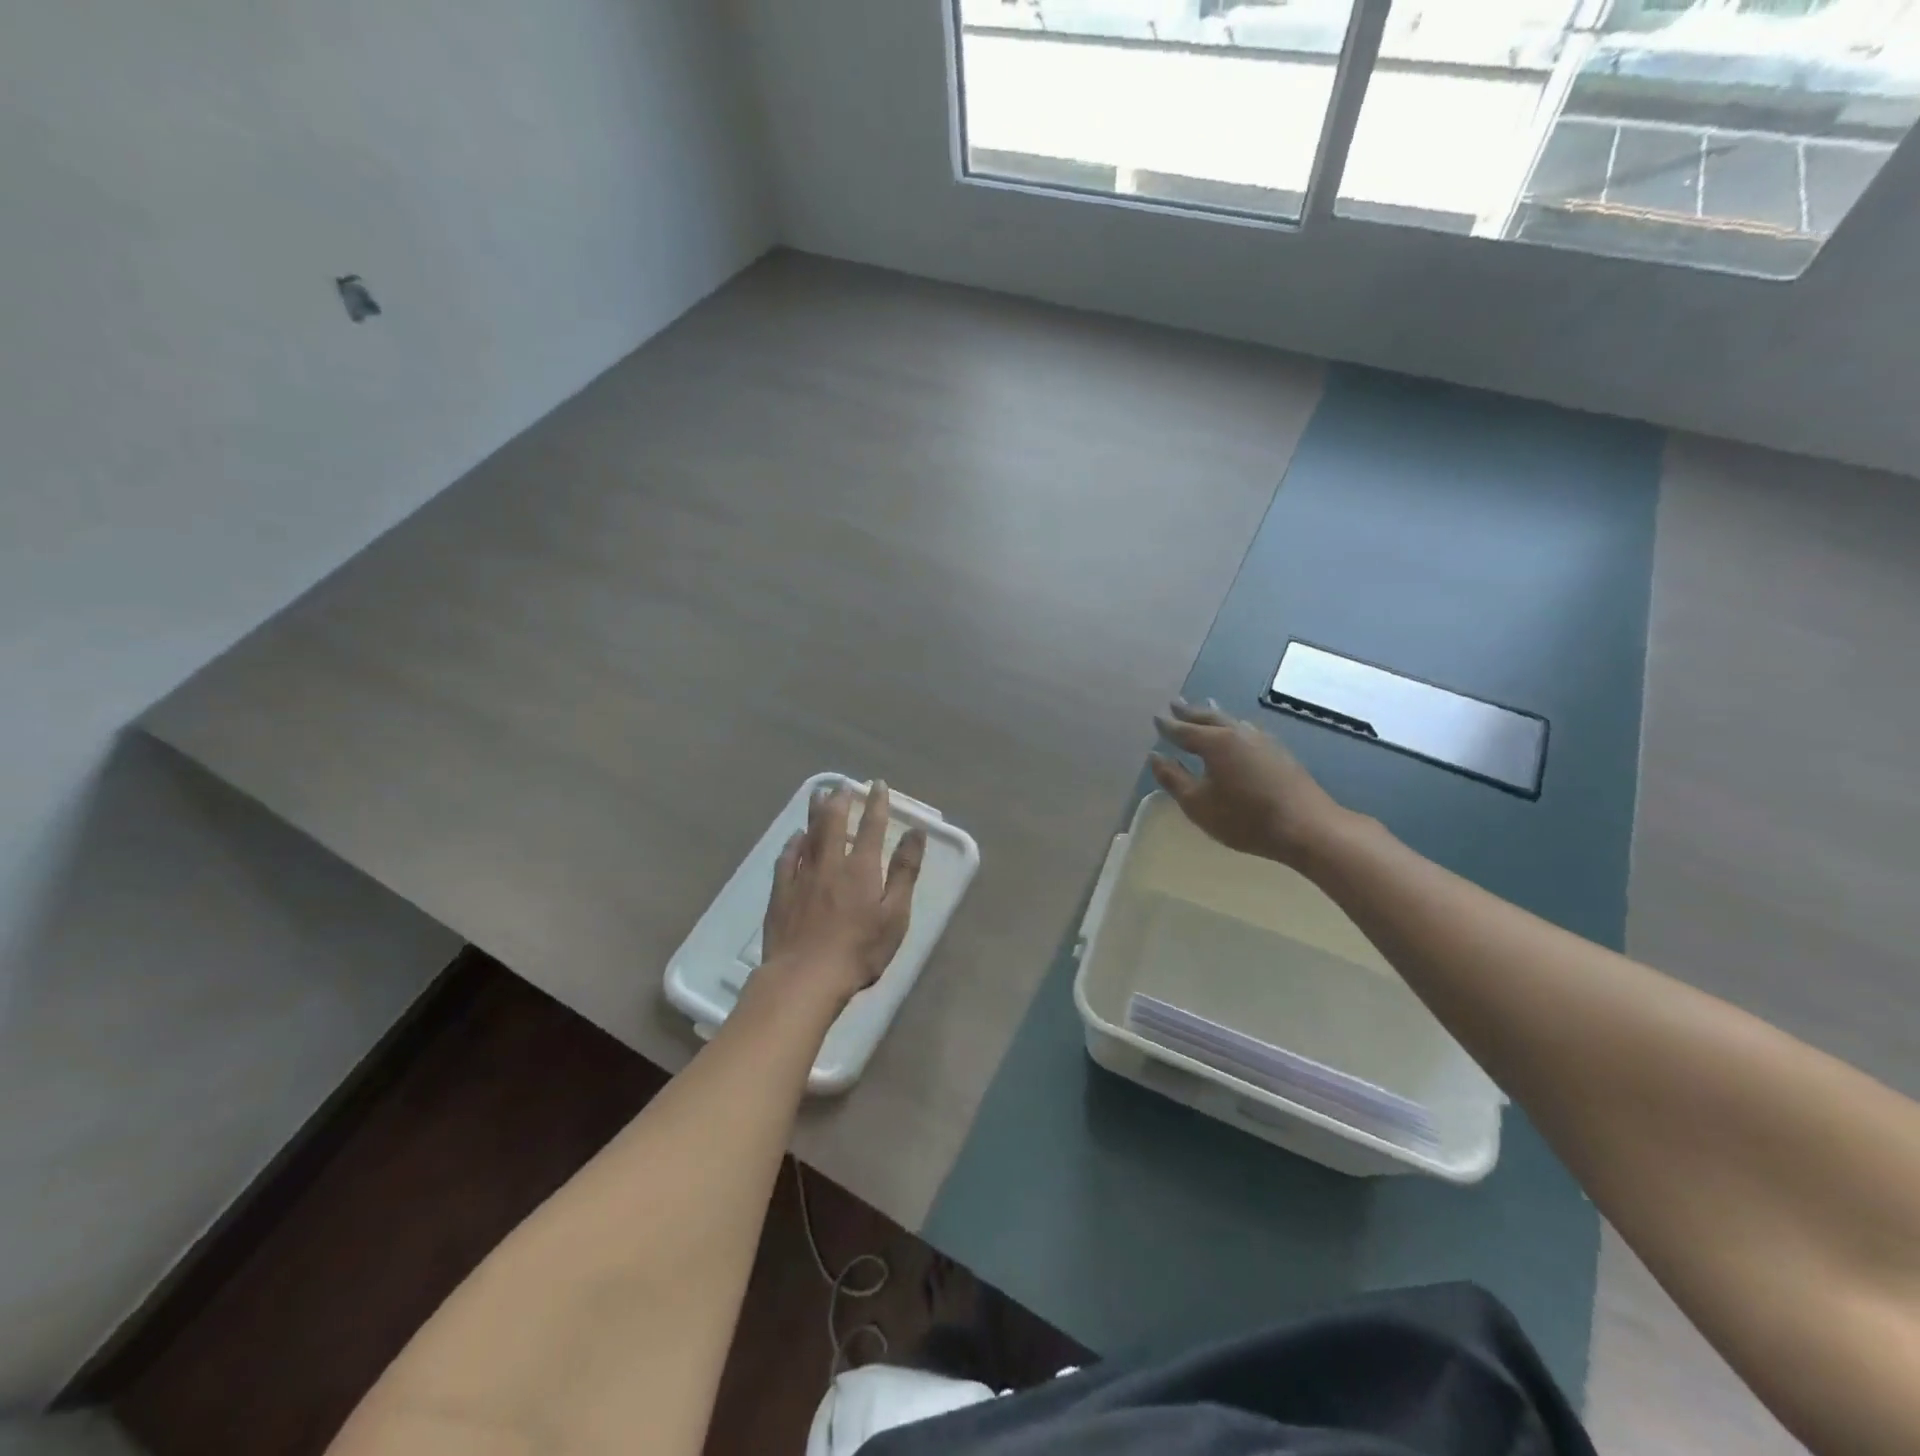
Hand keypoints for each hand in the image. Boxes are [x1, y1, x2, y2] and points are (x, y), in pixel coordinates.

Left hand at [758, 782, 926, 1008]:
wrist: (805, 977)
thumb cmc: (859, 951)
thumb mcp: (895, 915)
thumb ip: (904, 872)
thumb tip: (916, 833)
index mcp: (861, 868)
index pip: (871, 826)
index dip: (876, 804)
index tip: (878, 785)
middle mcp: (830, 863)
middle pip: (834, 822)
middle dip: (840, 801)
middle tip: (842, 785)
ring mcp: (802, 877)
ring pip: (809, 834)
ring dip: (815, 812)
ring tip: (819, 794)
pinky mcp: (781, 893)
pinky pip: (786, 858)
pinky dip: (793, 843)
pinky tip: (795, 837)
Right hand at [1149, 699, 1347, 867]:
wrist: (1307, 827)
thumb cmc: (1244, 818)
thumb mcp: (1198, 804)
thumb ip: (1174, 779)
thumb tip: (1155, 757)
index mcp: (1215, 742)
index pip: (1185, 730)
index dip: (1168, 726)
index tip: (1156, 717)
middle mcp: (1238, 733)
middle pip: (1210, 717)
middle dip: (1191, 711)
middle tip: (1176, 703)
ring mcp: (1263, 741)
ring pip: (1232, 720)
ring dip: (1215, 714)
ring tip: (1206, 705)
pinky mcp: (1279, 752)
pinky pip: (1248, 730)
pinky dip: (1234, 725)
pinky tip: (1239, 730)